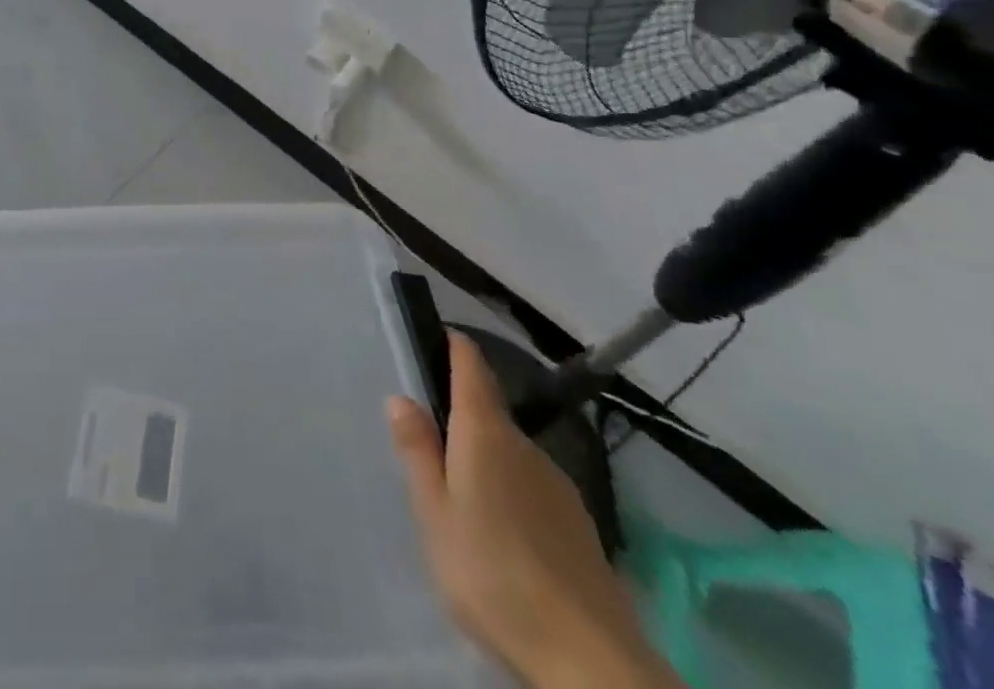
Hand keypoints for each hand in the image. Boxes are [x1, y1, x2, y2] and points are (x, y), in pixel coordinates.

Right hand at [387, 333, 681, 688]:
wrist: (591, 660)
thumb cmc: (492, 573)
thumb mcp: (434, 513)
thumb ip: (418, 451)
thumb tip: (402, 397)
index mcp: (485, 432)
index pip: (472, 365)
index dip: (455, 346)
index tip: (436, 336)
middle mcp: (525, 446)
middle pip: (489, 411)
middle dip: (460, 418)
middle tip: (429, 446)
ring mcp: (558, 485)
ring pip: (511, 454)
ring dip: (486, 461)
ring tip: (461, 500)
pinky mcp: (579, 525)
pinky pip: (532, 489)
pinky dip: (511, 494)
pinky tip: (501, 536)